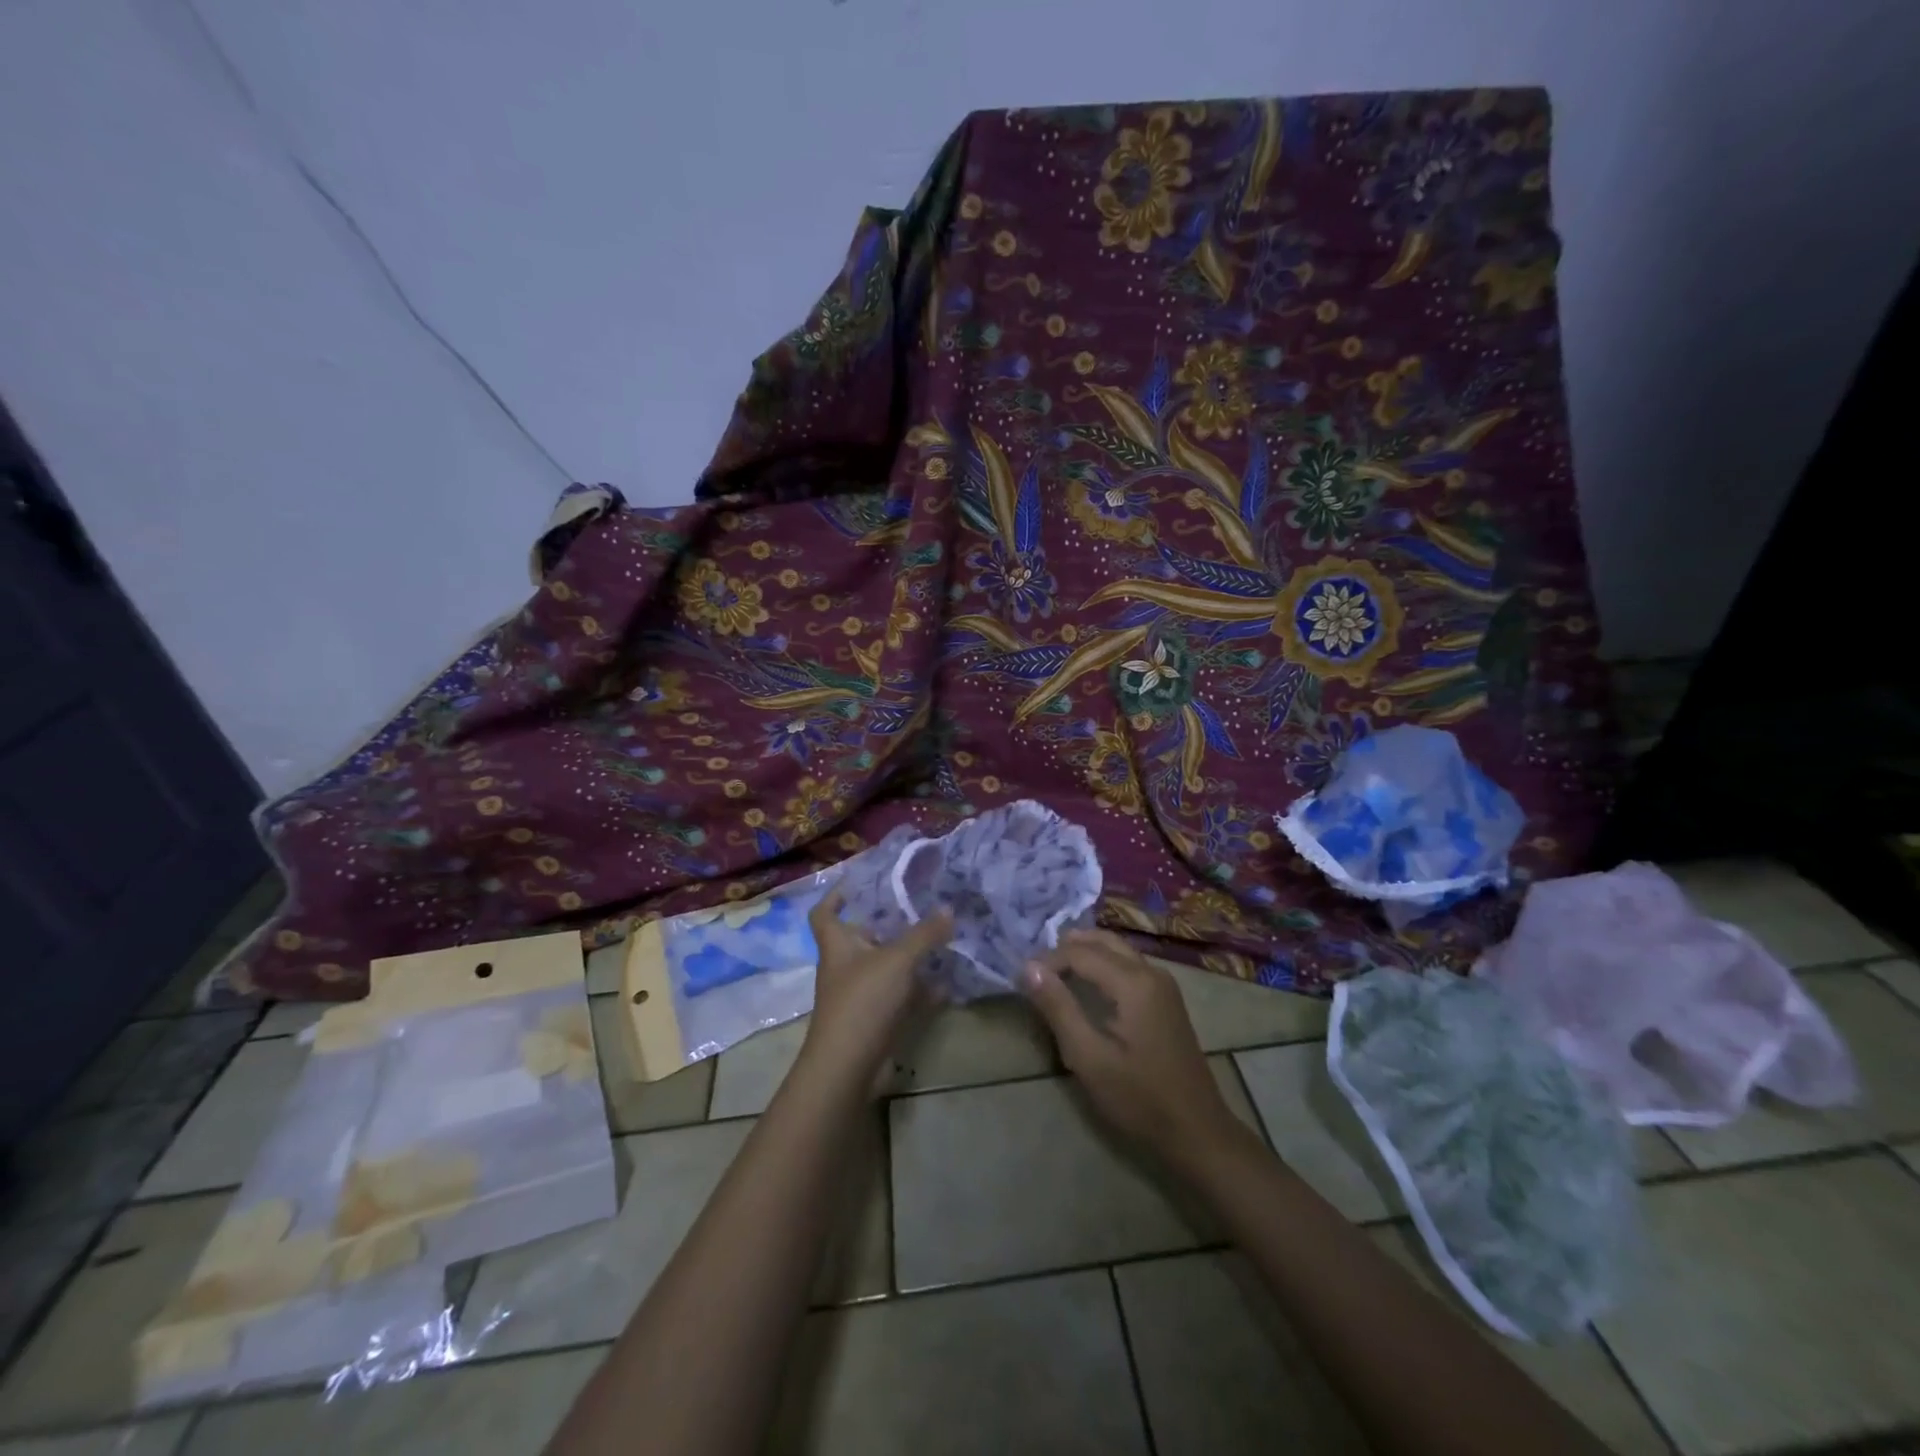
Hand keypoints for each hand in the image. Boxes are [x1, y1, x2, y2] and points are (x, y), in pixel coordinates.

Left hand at [802, 888, 952, 1087]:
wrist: (849, 1067)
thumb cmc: (863, 1001)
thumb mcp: (897, 960)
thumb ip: (924, 934)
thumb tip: (948, 909)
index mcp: (838, 945)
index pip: (825, 913)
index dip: (837, 896)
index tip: (860, 881)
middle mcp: (846, 967)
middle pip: (864, 937)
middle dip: (890, 923)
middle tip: (920, 905)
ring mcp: (862, 995)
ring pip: (888, 967)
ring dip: (911, 956)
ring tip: (942, 938)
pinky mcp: (878, 1020)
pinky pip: (903, 996)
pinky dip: (922, 989)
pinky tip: (948, 981)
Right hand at [1022, 930, 1240, 1162]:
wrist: (1197, 1132)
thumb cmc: (1139, 1098)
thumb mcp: (1089, 1057)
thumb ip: (1058, 1008)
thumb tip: (1029, 968)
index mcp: (1134, 982)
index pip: (1081, 953)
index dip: (1049, 961)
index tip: (1023, 980)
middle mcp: (1151, 972)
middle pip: (1103, 941)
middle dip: (1067, 949)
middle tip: (1036, 969)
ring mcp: (1163, 985)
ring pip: (1118, 950)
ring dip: (1085, 954)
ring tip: (1055, 973)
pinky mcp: (1166, 999)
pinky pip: (1129, 965)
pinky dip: (1103, 965)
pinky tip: (1088, 986)